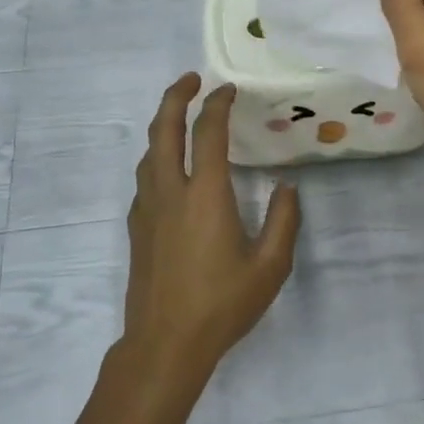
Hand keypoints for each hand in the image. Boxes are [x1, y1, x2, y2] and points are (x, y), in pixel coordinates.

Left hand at [123, 74, 300, 393]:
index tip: (228, 89)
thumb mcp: (269, 267)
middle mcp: (170, 192)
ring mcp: (147, 209)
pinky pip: (144, 178)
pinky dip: (157, 158)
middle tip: (192, 80)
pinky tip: (170, 171)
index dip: (217, 104)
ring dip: (163, 126)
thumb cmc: (222, 305)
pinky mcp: (136, 227)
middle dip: (176, 97)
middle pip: (164, 129)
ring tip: (180, 118)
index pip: (207, 132)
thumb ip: (283, 222)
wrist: (165, 343)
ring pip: (148, 153)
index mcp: (205, 195)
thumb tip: (286, 188)